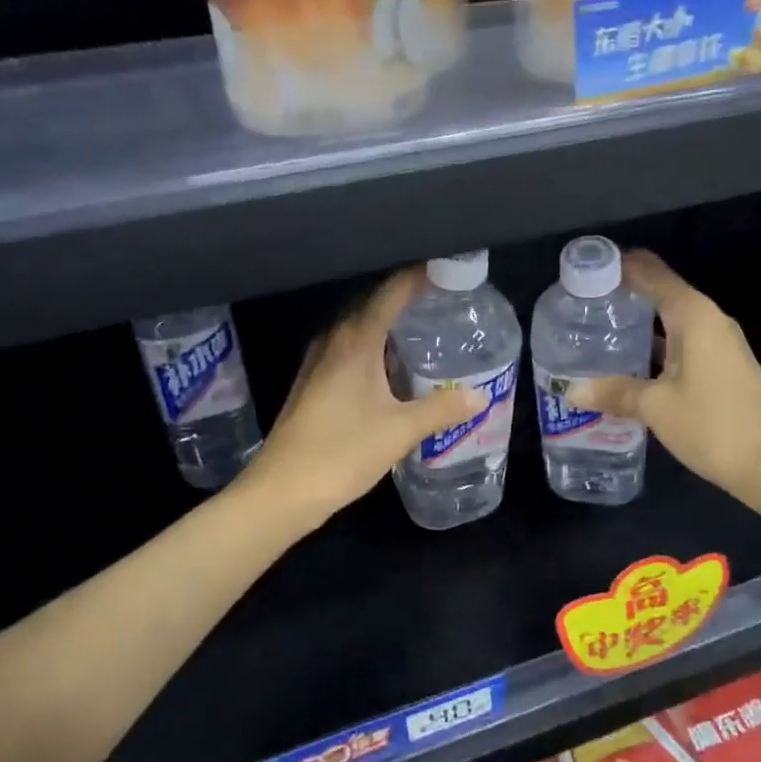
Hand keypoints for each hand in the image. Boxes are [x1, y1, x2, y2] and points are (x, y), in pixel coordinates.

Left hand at [237, 268, 486, 524]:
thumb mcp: (399, 431)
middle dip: (407, 298)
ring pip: (359, 329)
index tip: (448, 270)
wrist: (281, 491)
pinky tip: (392, 367)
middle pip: (372, 305)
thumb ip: (441, 409)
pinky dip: (374, 347)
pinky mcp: (313, 384)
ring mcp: (318, 363)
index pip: (390, 293)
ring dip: (389, 324)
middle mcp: (333, 342)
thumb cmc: (341, 453)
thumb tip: (479, 396)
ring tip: (425, 328)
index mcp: (355, 342)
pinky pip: (349, 350)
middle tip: (445, 300)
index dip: (418, 277)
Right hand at [567, 251, 760, 494]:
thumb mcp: (656, 407)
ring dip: (638, 321)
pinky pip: (679, 341)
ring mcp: (718, 344)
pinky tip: (628, 362)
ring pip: (670, 319)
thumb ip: (615, 392)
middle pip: (661, 292)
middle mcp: (708, 320)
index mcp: (693, 315)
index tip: (585, 268)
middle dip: (623, 293)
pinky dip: (653, 344)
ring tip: (596, 328)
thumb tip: (572, 391)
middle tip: (581, 303)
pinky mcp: (721, 366)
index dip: (620, 265)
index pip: (652, 273)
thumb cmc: (713, 424)